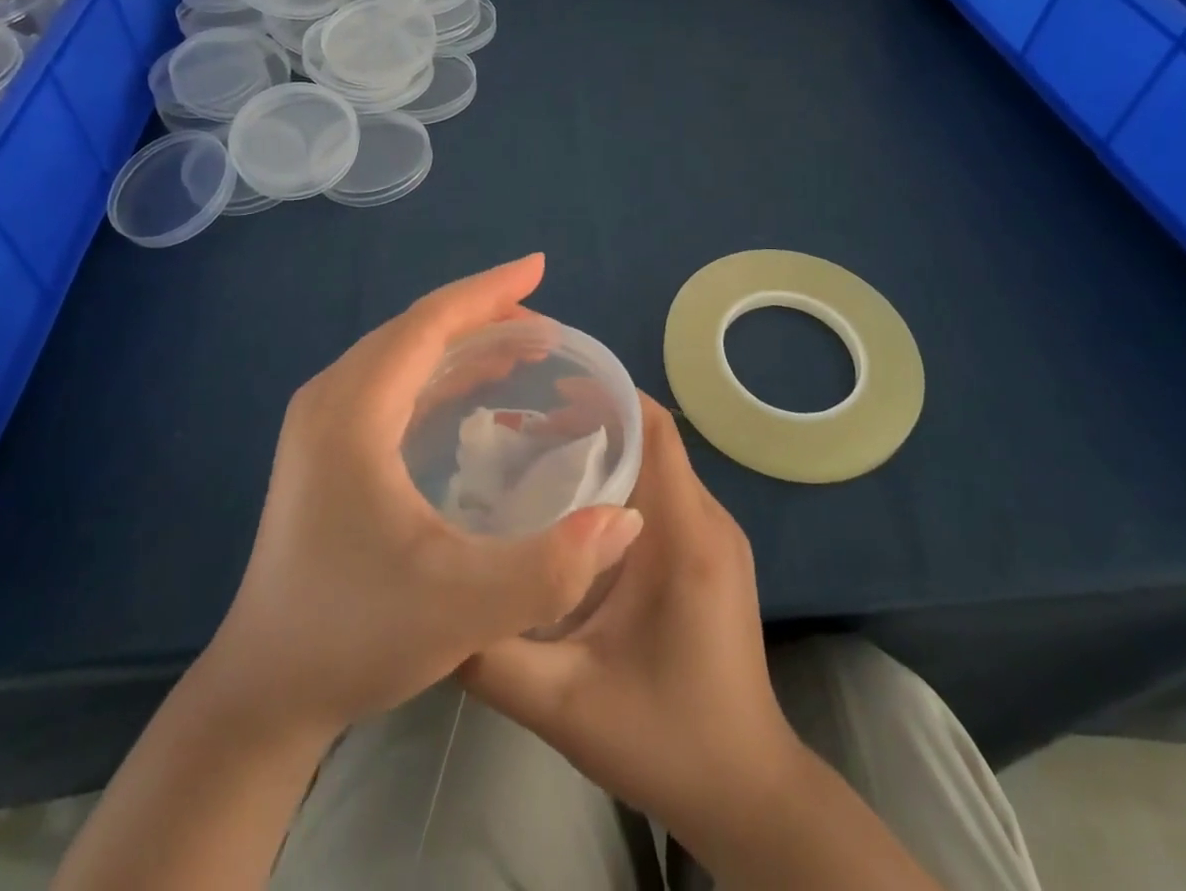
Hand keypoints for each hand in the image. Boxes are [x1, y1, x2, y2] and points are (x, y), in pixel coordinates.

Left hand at [206, 254, 645, 740]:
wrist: (266, 690)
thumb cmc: (356, 635)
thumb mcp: (465, 607)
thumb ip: (552, 566)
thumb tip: (625, 518)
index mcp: (352, 412)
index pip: (428, 322)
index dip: (488, 290)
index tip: (540, 266)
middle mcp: (331, 399)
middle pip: (415, 328)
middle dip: (483, 313)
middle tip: (547, 325)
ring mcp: (322, 422)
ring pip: (402, 352)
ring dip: (463, 341)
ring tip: (524, 347)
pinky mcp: (326, 446)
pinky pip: (392, 381)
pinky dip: (441, 370)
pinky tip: (477, 389)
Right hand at [460, 394, 804, 835]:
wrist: (747, 795)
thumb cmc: (664, 741)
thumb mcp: (564, 704)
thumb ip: (494, 655)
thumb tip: (438, 601)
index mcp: (686, 536)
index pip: (655, 429)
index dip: (606, 395)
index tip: (547, 389)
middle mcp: (710, 521)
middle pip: (653, 440)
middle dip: (592, 422)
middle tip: (524, 430)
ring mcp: (718, 538)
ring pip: (660, 466)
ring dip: (606, 452)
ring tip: (540, 460)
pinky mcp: (714, 557)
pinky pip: (667, 495)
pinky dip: (624, 483)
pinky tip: (575, 513)